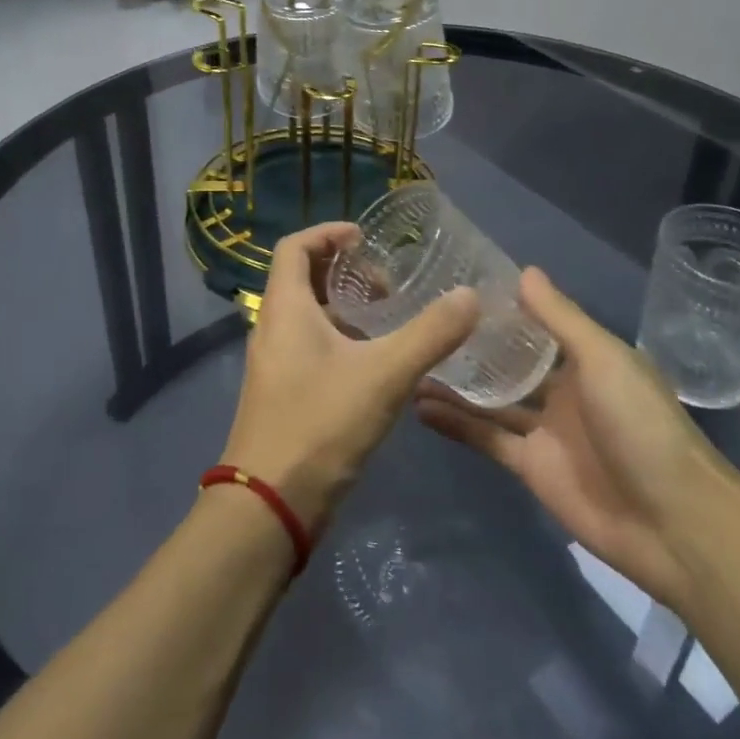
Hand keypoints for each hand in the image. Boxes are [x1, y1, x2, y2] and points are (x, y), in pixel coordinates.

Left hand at [221, 221, 479, 530]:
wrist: (269, 506)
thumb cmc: (319, 424)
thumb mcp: (384, 374)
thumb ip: (430, 334)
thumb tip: (470, 295)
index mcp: (285, 308)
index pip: (294, 246)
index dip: (328, 232)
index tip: (365, 239)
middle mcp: (272, 328)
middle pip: (303, 279)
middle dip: (345, 272)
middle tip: (387, 287)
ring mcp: (274, 363)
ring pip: (308, 317)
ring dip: (345, 309)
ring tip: (389, 322)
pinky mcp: (282, 394)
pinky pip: (310, 347)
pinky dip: (341, 340)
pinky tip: (377, 366)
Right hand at [415, 266, 739, 608]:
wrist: (673, 523)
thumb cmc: (641, 424)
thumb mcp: (603, 358)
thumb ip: (560, 318)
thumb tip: (524, 270)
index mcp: (586, 360)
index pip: (537, 326)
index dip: (503, 309)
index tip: (459, 287)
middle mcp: (563, 390)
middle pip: (510, 363)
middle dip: (473, 347)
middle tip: (422, 321)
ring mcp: (544, 431)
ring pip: (491, 401)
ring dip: (456, 385)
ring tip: (410, 361)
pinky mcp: (529, 467)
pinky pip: (486, 438)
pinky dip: (455, 423)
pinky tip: (418, 405)